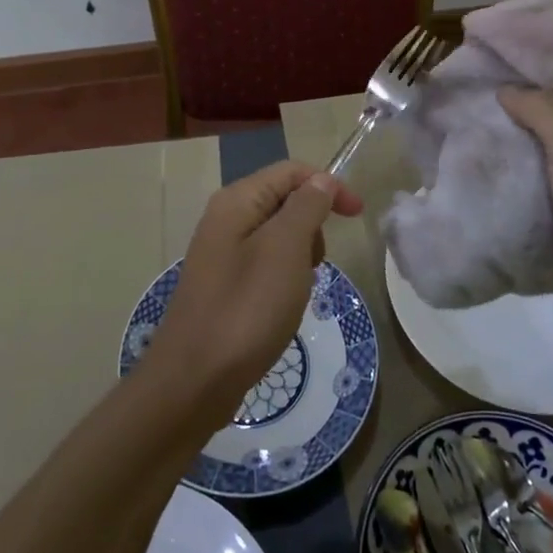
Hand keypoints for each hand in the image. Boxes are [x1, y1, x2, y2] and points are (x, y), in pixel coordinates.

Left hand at [143, 161, 364, 426]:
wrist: (194, 381)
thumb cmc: (246, 309)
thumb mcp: (285, 250)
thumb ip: (306, 207)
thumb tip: (322, 180)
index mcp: (237, 201)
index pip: (290, 171)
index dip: (328, 185)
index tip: (358, 216)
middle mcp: (225, 219)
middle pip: (283, 200)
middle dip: (312, 225)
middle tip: (315, 263)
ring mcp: (221, 254)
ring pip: (278, 237)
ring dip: (300, 256)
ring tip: (297, 291)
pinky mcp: (224, 286)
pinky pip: (265, 266)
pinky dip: (284, 279)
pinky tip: (282, 309)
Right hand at [499, 55, 552, 333]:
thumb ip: (542, 110)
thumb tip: (507, 89)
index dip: (551, 53)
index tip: (505, 48)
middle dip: (524, 94)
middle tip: (476, 83)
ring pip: (549, 146)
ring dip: (516, 135)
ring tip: (470, 119)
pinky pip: (542, 183)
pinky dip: (517, 173)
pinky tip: (482, 165)